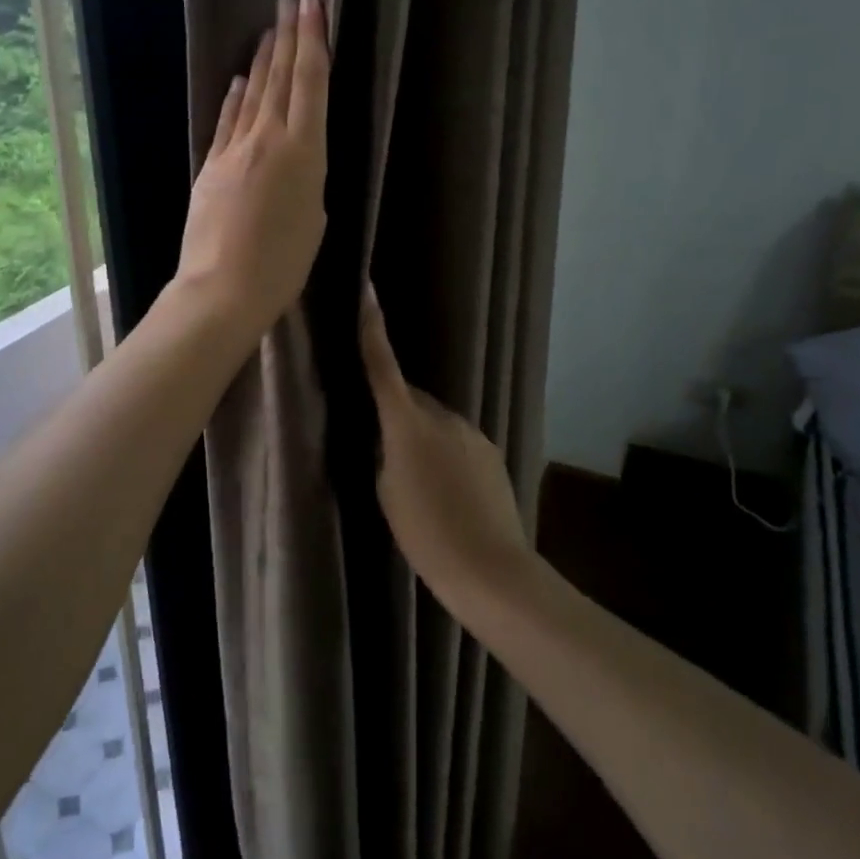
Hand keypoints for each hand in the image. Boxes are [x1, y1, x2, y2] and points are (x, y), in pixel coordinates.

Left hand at [171, 0, 329, 340]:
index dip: (312, 40)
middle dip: (287, 36)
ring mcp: (234, 150)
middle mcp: (268, 139)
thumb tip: (296, 162)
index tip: (310, 4)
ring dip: (262, 60)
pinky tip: (239, 80)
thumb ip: (308, 181)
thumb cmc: (282, 265)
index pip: (310, 83)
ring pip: (252, 95)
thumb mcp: (314, 221)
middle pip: (280, 78)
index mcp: (304, 152)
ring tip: (269, 30)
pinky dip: (235, 98)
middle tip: (290, 0)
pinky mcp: (211, 166)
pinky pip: (227, 121)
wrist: (221, 288)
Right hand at [361, 286, 531, 596]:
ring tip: (421, 482)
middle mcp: (443, 416)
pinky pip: (459, 441)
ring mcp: (472, 432)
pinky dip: (447, 454)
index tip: (367, 290)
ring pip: (436, 422)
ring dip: (424, 437)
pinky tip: (448, 492)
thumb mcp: (386, 490)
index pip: (382, 366)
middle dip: (397, 412)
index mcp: (408, 423)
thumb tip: (391, 436)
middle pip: (411, 399)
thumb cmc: (425, 532)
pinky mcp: (492, 451)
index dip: (372, 328)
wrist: (489, 568)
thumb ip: (385, 452)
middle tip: (386, 448)